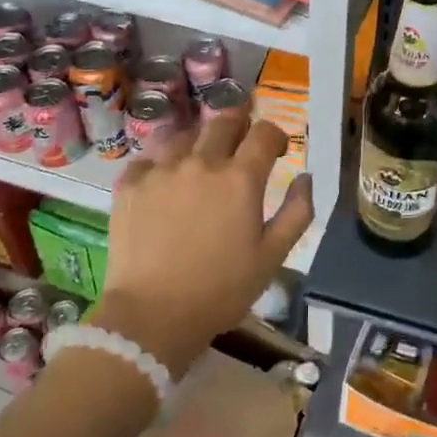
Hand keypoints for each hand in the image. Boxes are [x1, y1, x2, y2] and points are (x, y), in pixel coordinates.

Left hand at [97, 112, 313, 377]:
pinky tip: (163, 181)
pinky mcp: (130, 184)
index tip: (276, 150)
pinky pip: (149, 158)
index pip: (264, 132)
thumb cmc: (221, 290)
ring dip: (199, 141)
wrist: (152, 316)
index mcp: (241, 178)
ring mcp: (162, 169)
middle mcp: (202, 162)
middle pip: (224, 120)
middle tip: (240, 140)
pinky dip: (161, 163)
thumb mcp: (273, 257)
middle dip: (239, 123)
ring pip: (184, 135)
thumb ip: (297, 212)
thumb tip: (306, 177)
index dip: (275, 135)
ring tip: (200, 160)